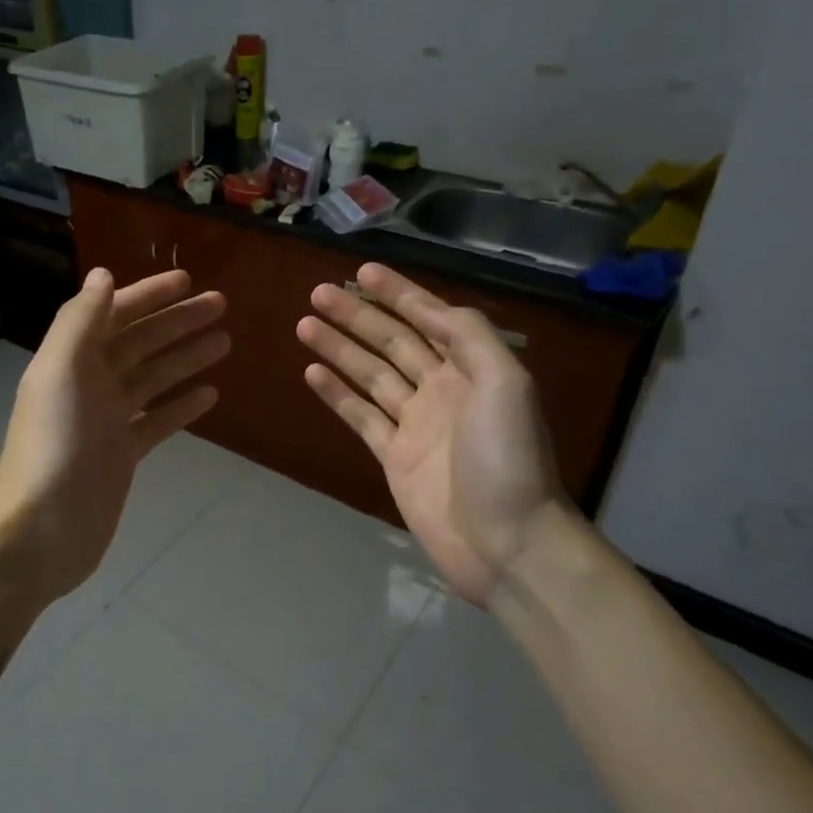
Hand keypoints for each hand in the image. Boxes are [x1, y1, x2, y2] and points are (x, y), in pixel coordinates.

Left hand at [0, 267, 227, 602]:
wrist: (42, 528)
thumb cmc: (54, 445)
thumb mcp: (61, 371)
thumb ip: (81, 321)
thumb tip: (103, 274)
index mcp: (72, 359)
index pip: (114, 313)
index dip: (148, 294)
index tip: (187, 280)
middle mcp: (90, 383)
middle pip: (140, 341)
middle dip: (178, 321)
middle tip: (221, 304)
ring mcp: (108, 420)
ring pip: (153, 378)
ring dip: (186, 357)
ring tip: (225, 341)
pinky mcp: (123, 455)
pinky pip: (158, 421)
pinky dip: (181, 406)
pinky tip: (210, 394)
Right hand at [298, 263, 589, 608]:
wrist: (506, 542)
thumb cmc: (507, 458)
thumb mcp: (504, 384)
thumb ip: (469, 337)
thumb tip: (429, 308)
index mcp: (472, 369)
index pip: (429, 318)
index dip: (398, 293)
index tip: (362, 271)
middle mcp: (442, 389)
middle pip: (393, 342)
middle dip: (358, 315)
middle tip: (318, 293)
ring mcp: (415, 424)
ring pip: (371, 374)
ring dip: (339, 348)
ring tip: (305, 325)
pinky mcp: (393, 457)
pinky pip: (361, 416)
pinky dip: (337, 394)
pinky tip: (312, 373)